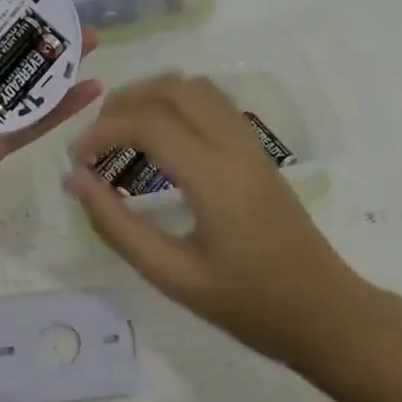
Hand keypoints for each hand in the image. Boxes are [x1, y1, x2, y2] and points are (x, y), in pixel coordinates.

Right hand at [62, 75, 401, 401]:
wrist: (326, 313)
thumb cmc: (250, 305)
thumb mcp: (173, 277)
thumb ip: (118, 227)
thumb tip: (75, 181)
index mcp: (215, 177)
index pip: (149, 124)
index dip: (102, 132)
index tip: (77, 160)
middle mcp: (235, 146)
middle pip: (172, 89)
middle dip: (124, 102)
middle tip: (95, 140)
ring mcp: (252, 143)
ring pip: (196, 87)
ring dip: (152, 96)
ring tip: (121, 131)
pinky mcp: (259, 150)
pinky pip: (213, 102)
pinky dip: (176, 102)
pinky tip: (160, 137)